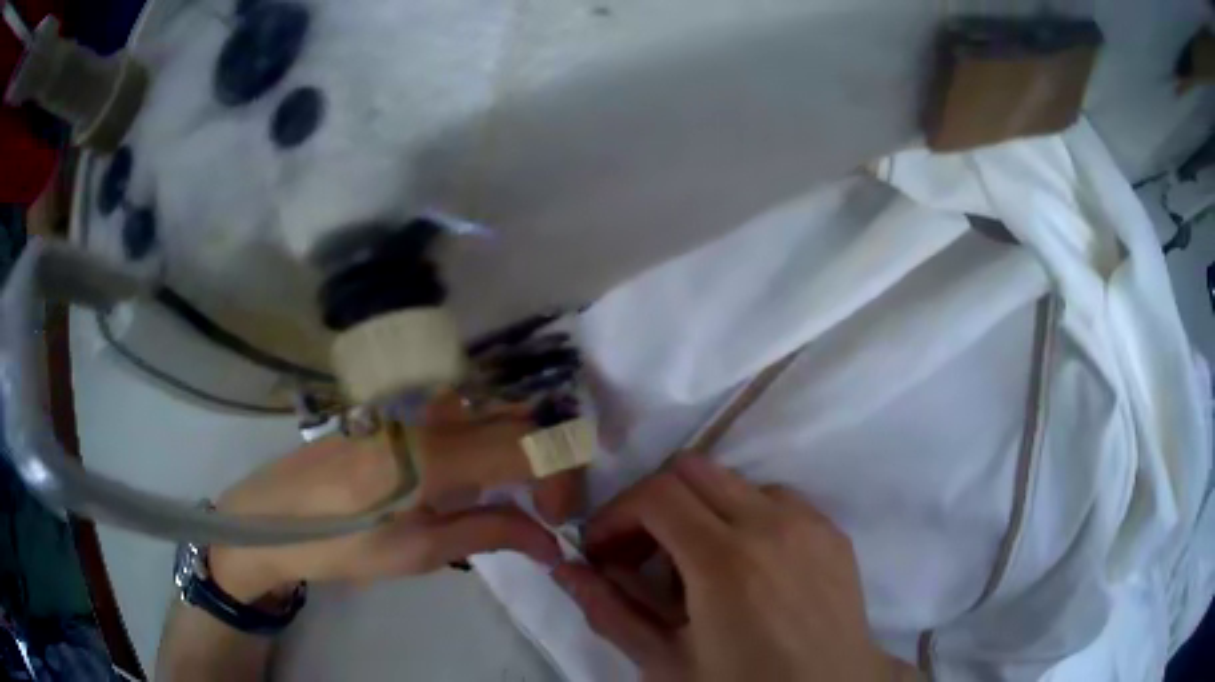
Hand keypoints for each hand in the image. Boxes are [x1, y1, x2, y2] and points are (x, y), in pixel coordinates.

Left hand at [209, 434, 561, 603]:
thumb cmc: (338, 545)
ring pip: (491, 407)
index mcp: (431, 453)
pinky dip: (489, 438)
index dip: (561, 478)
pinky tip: (474, 477)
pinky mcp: (394, 408)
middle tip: (545, 507)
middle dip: (550, 459)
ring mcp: (408, 404)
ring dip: (521, 445)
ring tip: (516, 494)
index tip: (556, 519)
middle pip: (517, 415)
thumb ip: (487, 534)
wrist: (268, 517)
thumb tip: (547, 541)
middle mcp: (426, 413)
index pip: (529, 445)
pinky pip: (461, 411)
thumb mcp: (416, 554)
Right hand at [551, 456, 914, 681]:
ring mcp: (809, 521)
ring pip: (734, 482)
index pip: (655, 493)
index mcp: (725, 562)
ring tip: (694, 565)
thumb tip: (565, 569)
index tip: (601, 548)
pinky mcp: (831, 529)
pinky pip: (776, 500)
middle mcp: (772, 524)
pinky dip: (743, 517)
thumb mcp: (666, 662)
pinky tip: (744, 566)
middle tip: (639, 552)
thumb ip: (610, 611)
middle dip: (652, 503)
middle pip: (692, 470)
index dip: (616, 513)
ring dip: (700, 510)